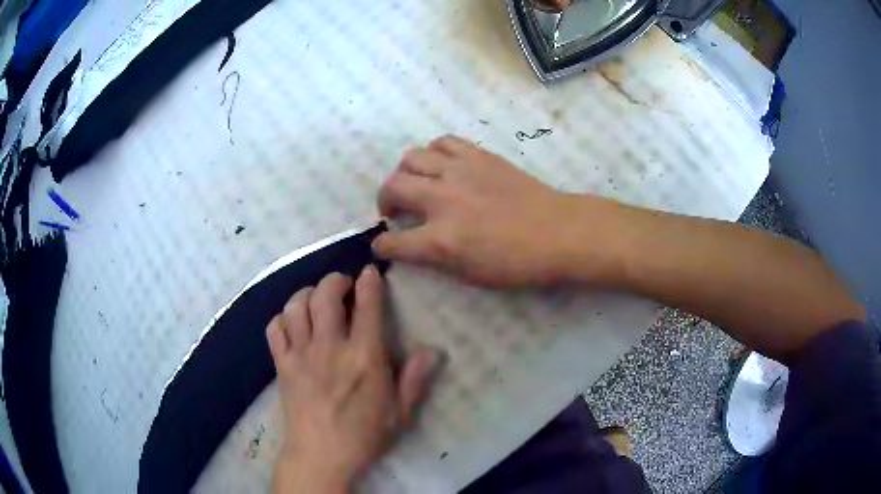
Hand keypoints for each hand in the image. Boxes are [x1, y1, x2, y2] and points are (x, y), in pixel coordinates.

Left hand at [266, 268, 438, 492]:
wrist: (321, 457)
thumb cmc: (364, 436)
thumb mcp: (400, 414)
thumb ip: (414, 380)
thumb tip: (430, 350)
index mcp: (364, 357)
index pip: (367, 306)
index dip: (369, 282)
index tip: (370, 272)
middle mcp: (329, 347)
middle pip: (325, 295)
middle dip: (335, 280)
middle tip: (343, 284)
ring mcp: (300, 354)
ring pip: (295, 306)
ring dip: (306, 294)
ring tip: (316, 299)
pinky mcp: (281, 365)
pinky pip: (274, 329)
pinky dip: (282, 318)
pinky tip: (292, 324)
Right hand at [374, 135, 617, 287]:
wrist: (558, 231)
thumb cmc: (518, 263)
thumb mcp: (471, 274)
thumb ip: (436, 258)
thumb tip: (416, 245)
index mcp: (441, 240)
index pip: (393, 243)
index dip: (381, 246)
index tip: (382, 245)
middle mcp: (442, 200)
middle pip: (392, 187)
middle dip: (384, 201)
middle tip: (394, 210)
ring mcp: (459, 172)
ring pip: (411, 157)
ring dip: (405, 172)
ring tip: (416, 183)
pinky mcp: (477, 155)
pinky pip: (443, 142)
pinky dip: (434, 153)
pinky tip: (442, 166)